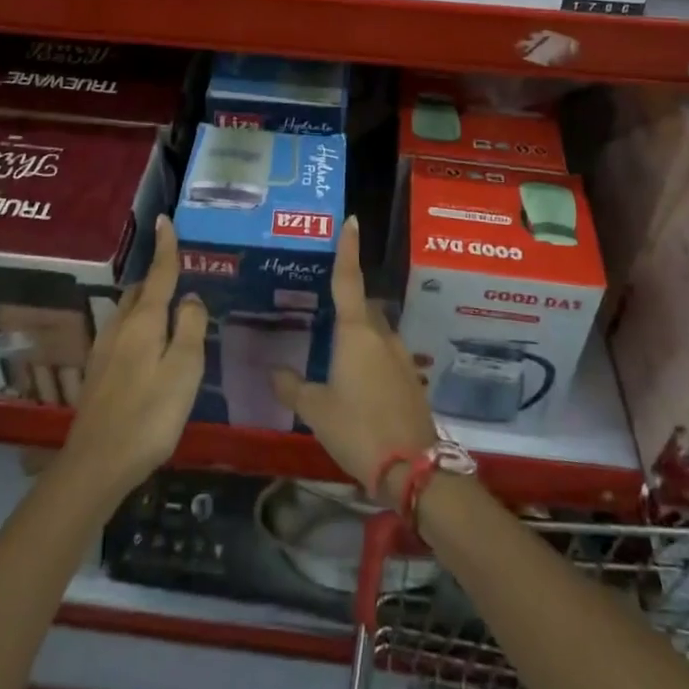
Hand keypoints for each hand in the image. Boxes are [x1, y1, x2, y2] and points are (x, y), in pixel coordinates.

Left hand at [60, 215, 208, 501]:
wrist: (97, 463)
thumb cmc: (150, 414)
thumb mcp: (185, 370)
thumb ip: (191, 328)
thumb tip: (191, 298)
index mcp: (144, 321)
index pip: (158, 274)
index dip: (165, 247)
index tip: (164, 220)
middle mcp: (120, 327)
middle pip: (140, 291)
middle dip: (157, 278)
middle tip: (179, 278)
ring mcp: (104, 350)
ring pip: (128, 312)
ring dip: (147, 303)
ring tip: (169, 313)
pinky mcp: (98, 372)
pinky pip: (122, 333)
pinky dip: (138, 326)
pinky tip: (148, 349)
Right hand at [271, 215, 438, 503]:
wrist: (412, 467)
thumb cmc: (357, 428)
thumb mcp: (316, 409)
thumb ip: (293, 387)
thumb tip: (276, 371)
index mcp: (356, 333)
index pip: (348, 280)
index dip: (347, 250)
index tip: (351, 221)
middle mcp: (382, 336)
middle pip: (365, 307)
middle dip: (350, 304)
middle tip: (327, 312)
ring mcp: (401, 357)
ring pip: (378, 332)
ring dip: (362, 335)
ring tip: (339, 354)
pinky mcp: (411, 379)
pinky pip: (387, 356)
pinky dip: (372, 358)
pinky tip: (359, 383)